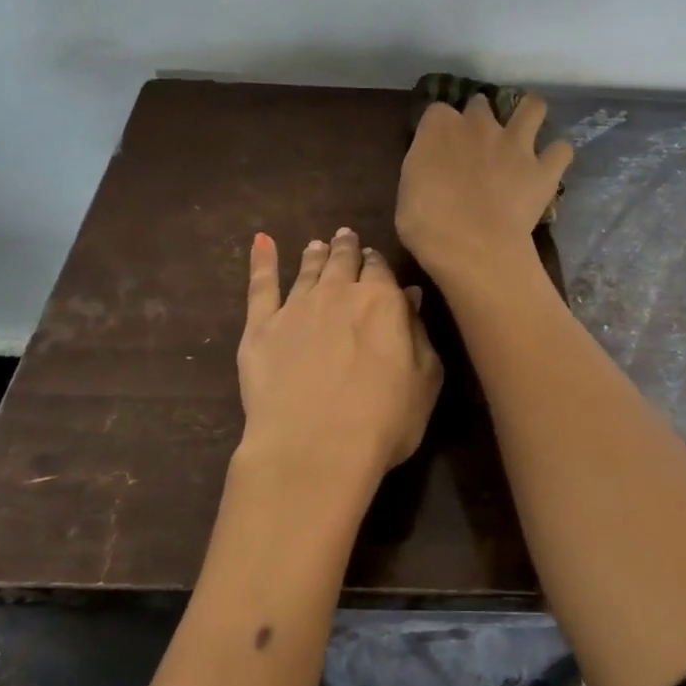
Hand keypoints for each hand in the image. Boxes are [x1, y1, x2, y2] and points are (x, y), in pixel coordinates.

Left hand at [233, 228, 442, 521]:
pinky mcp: (261, 327)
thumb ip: (418, 333)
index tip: (375, 259)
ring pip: (308, 270)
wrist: (314, 448)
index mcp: (382, 301)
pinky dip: (262, 261)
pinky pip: (261, 286)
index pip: (380, 270)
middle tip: (346, 237)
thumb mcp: (424, 381)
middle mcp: (338, 292)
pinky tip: (262, 242)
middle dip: (347, 248)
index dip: (377, 264)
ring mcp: (296, 307)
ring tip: (317, 244)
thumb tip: (410, 296)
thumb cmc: (383, 421)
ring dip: (315, 254)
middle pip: (343, 262)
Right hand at [397, 92, 572, 288]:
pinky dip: (557, 155)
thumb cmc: (426, 224)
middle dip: (480, 117)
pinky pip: (561, 151)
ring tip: (525, 130)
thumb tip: (432, 168)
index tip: (438, 145)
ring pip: (533, 108)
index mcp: (439, 127)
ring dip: (529, 114)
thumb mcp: (408, 189)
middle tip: (477, 141)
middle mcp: (480, 125)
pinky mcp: (544, 170)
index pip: (437, 111)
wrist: (472, 246)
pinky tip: (549, 165)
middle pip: (481, 105)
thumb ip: (424, 167)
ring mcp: (516, 144)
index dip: (439, 128)